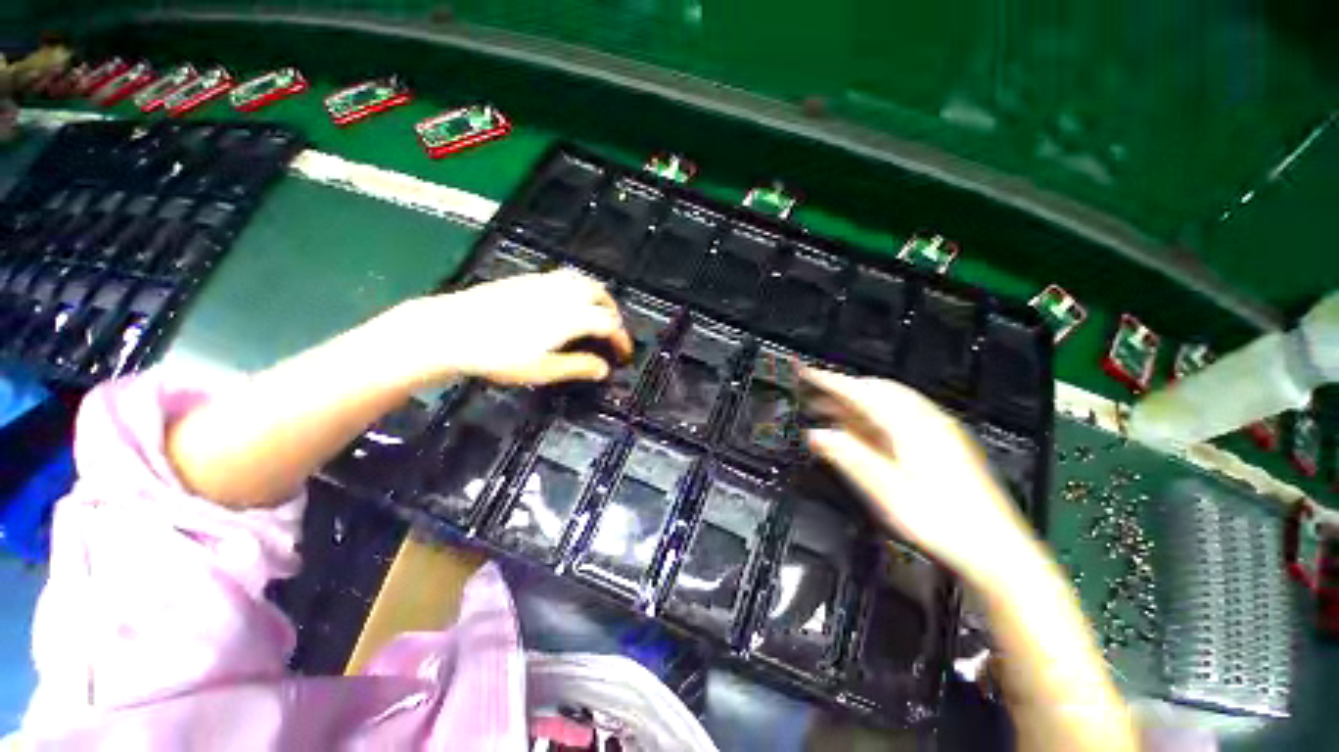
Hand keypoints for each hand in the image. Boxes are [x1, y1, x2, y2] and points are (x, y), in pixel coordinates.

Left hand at [399, 269, 633, 386]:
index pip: (609, 324)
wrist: (452, 329)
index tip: (624, 353)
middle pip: (601, 295)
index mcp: (572, 317)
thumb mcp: (543, 369)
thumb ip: (578, 367)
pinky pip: (565, 277)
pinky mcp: (528, 279)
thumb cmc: (499, 355)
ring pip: (584, 281)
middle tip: (613, 331)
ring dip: (598, 296)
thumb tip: (603, 369)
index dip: (621, 339)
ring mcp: (545, 283)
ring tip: (595, 313)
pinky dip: (578, 288)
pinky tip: (567, 302)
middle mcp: (564, 295)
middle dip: (613, 313)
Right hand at [802, 369, 1037, 585]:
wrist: (996, 549)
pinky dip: (875, 415)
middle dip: (842, 389)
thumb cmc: (944, 523)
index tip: (807, 373)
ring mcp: (938, 430)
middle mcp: (927, 420)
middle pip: (877, 390)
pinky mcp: (944, 443)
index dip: (830, 381)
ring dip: (857, 402)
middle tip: (814, 394)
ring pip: (889, 401)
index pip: (861, 392)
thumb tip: (817, 435)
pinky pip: (901, 416)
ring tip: (830, 410)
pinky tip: (863, 428)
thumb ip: (849, 457)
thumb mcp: (887, 491)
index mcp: (911, 426)